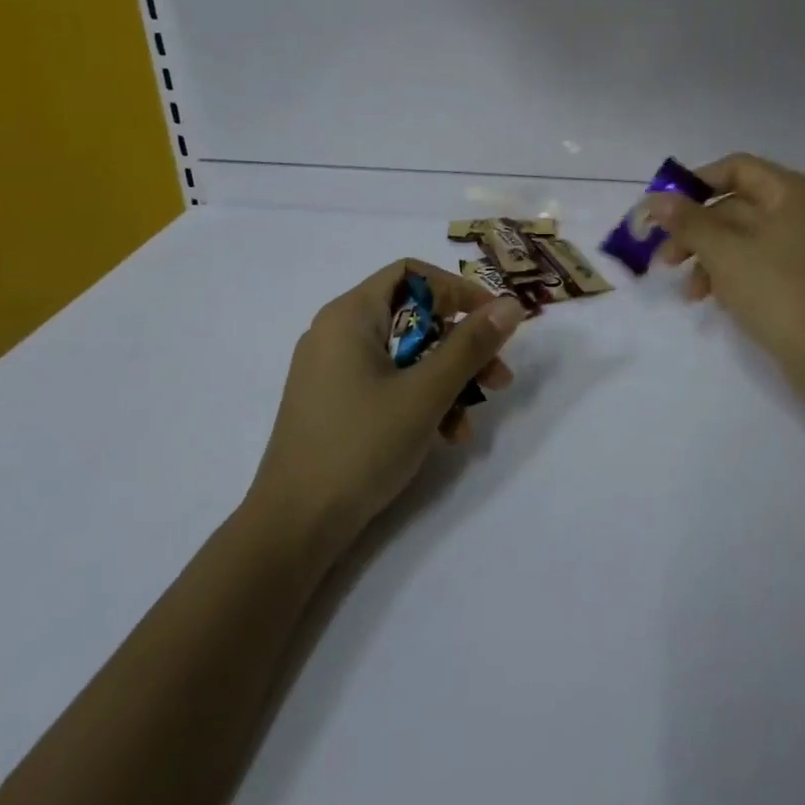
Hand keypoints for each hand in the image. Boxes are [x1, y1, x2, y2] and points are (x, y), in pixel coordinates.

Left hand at [249, 260, 525, 542]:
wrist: (292, 530)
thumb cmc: (360, 446)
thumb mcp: (426, 393)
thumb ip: (471, 345)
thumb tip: (512, 304)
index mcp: (350, 316)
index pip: (411, 274)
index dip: (457, 290)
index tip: (492, 320)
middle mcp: (337, 333)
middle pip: (414, 317)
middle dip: (461, 344)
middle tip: (497, 374)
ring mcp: (333, 371)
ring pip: (406, 355)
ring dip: (448, 378)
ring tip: (476, 414)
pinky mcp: (334, 404)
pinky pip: (388, 383)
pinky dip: (421, 400)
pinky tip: (448, 436)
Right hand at [649, 153, 804, 368]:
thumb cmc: (774, 288)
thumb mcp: (722, 251)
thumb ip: (687, 221)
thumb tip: (656, 199)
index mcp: (789, 192)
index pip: (736, 168)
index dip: (697, 183)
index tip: (666, 208)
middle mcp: (799, 211)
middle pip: (735, 206)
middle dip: (695, 230)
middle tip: (664, 256)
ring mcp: (802, 246)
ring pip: (741, 238)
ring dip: (706, 257)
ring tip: (685, 289)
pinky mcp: (799, 279)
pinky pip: (755, 263)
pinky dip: (728, 274)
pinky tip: (706, 298)